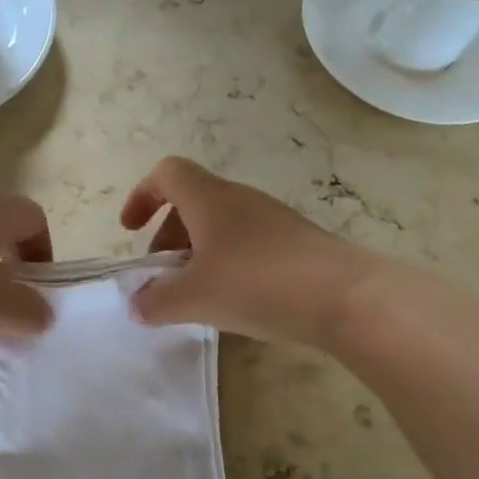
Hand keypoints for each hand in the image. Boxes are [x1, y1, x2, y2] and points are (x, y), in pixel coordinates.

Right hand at [119, 157, 385, 347]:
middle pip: (192, 201)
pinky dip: (227, 262)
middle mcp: (240, 199)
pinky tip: (235, 301)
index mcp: (209, 198)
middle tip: (162, 274)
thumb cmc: (257, 284)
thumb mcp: (194, 298)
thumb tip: (137, 305)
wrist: (347, 297)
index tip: (131, 230)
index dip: (142, 196)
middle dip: (167, 234)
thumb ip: (156, 301)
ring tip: (196, 293)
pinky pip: (247, 242)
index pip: (167, 173)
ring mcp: (272, 219)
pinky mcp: (296, 242)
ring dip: (198, 251)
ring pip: (220, 224)